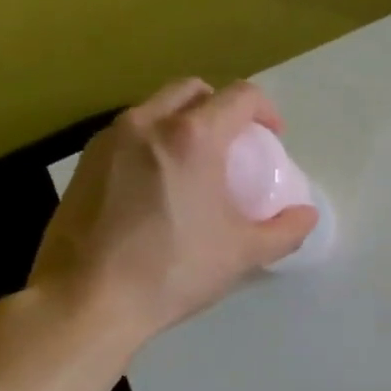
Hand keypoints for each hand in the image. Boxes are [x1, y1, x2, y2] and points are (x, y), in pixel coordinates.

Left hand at [29, 78, 317, 349]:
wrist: (86, 300)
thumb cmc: (173, 270)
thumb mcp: (243, 254)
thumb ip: (285, 231)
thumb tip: (306, 216)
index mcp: (193, 137)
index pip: (240, 96)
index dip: (266, 111)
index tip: (273, 139)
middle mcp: (147, 123)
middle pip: (193, 90)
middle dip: (222, 107)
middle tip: (235, 145)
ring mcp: (109, 140)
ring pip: (155, 108)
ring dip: (184, 122)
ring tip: (196, 165)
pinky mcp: (84, 163)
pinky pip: (129, 134)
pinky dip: (153, 143)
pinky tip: (158, 187)